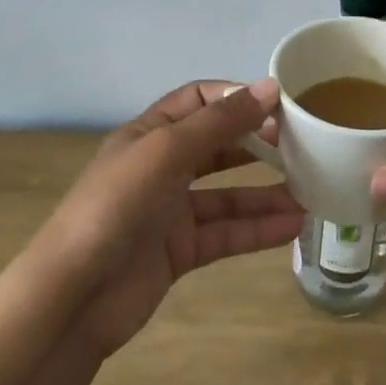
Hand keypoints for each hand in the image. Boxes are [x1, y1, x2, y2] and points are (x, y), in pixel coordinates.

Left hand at [36, 78, 304, 358]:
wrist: (74, 297)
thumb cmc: (118, 205)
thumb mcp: (168, 150)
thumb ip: (221, 122)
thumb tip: (270, 87)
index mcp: (150, 133)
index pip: (199, 99)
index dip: (236, 97)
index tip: (279, 104)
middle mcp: (161, 167)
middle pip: (218, 145)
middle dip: (258, 142)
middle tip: (303, 145)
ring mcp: (170, 211)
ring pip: (228, 194)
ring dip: (266, 191)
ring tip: (311, 190)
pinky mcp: (179, 252)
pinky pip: (226, 232)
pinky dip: (258, 228)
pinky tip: (293, 225)